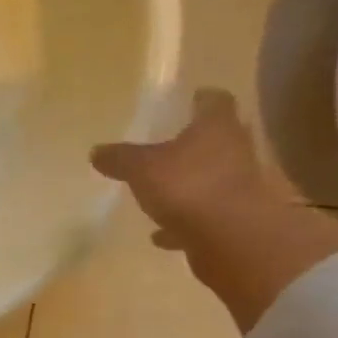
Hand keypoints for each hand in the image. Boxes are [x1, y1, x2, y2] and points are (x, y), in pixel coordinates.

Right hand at [91, 89, 337, 331]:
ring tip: (163, 192)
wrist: (232, 237)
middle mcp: (235, 150)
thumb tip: (96, 151)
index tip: (188, 101)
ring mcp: (240, 186)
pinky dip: (185, 222)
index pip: (214, 101)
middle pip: (218, 139)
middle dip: (196, 143)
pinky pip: (205, 215)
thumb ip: (120, 158)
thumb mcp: (141, 168)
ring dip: (191, 183)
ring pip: (212, 178)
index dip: (200, 99)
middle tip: (170, 146)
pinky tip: (162, 234)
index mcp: (216, 127)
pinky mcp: (236, 219)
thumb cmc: (188, 186)